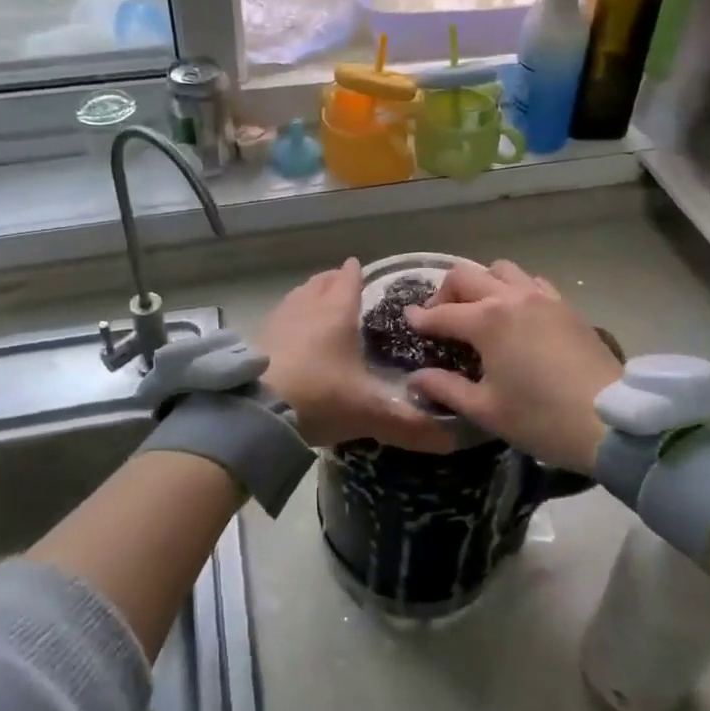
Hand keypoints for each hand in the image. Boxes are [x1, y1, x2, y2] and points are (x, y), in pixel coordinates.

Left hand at [259, 259, 454, 453]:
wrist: (255, 411)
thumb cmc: (319, 396)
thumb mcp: (369, 412)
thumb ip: (410, 425)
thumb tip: (454, 439)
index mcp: (337, 311)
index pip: (349, 278)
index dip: (357, 273)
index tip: (364, 272)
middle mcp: (307, 306)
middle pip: (321, 281)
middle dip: (333, 281)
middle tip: (345, 288)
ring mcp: (278, 319)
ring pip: (298, 296)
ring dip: (310, 296)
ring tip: (320, 308)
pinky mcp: (257, 338)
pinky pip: (280, 317)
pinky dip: (291, 320)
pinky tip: (292, 338)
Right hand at [404, 260, 618, 472]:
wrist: (612, 420)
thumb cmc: (541, 418)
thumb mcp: (486, 409)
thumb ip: (446, 389)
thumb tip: (417, 379)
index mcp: (487, 321)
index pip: (442, 314)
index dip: (421, 319)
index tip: (407, 320)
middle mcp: (511, 298)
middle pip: (467, 276)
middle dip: (446, 292)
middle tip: (442, 317)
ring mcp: (541, 297)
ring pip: (501, 269)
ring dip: (482, 283)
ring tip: (480, 310)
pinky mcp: (565, 305)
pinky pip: (532, 282)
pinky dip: (515, 288)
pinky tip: (517, 314)